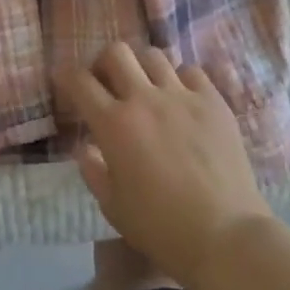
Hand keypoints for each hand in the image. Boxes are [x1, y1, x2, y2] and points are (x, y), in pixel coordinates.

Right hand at [58, 42, 273, 285]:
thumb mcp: (113, 207)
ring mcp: (181, 96)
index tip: (64, 79)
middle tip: (107, 82)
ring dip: (142, 68)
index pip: (80, 81)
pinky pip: (191, 71)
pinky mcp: (213, 101)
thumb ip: (93, 171)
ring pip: (153, 55)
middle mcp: (144, 99)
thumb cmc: (162, 228)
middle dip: (104, 62)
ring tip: (147, 88)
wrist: (225, 236)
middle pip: (116, 52)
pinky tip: (182, 99)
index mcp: (113, 125)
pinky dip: (180, 79)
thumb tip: (85, 147)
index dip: (66, 74)